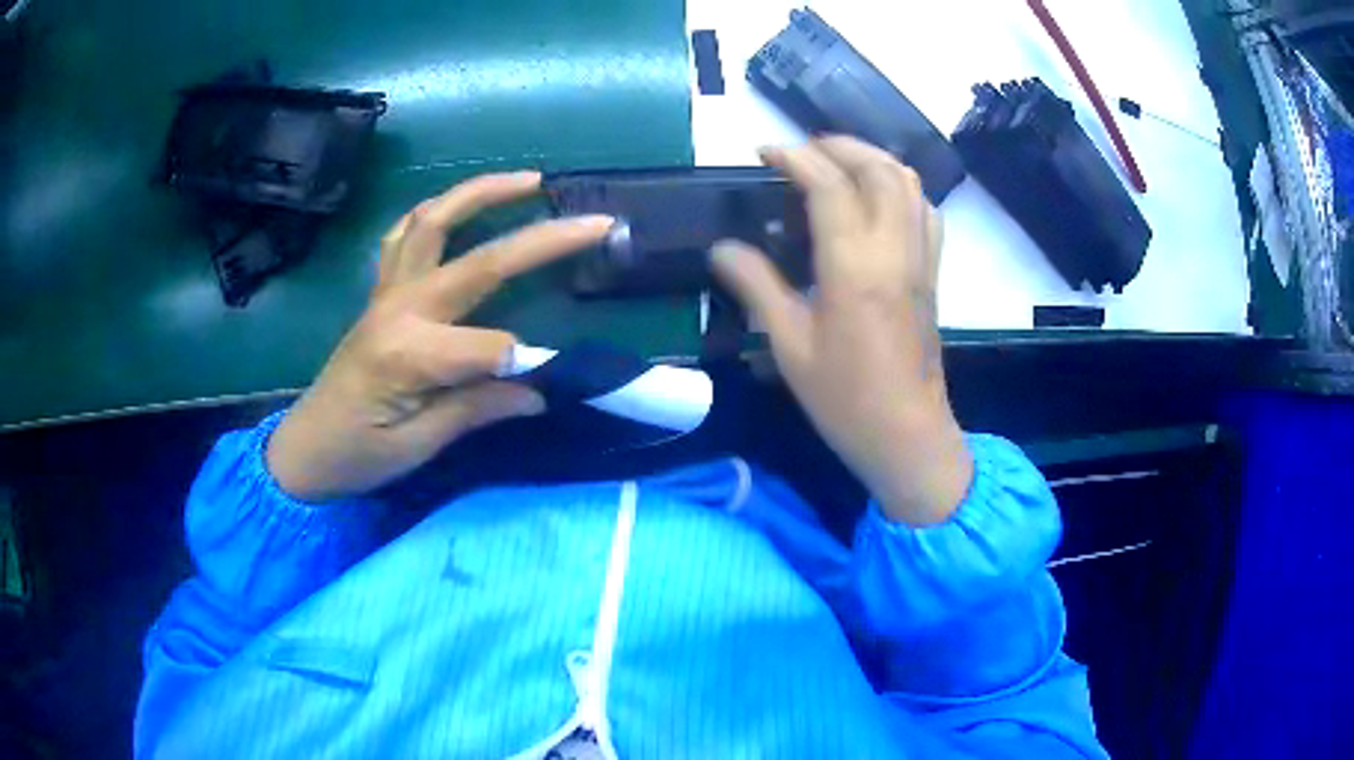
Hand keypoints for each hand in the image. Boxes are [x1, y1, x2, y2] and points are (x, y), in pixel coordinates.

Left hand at [266, 172, 611, 501]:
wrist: (303, 447)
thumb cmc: (355, 455)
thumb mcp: (416, 448)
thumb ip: (476, 410)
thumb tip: (540, 390)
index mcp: (408, 355)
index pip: (490, 346)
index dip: (525, 364)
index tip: (547, 386)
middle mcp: (399, 309)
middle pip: (479, 262)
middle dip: (541, 240)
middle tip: (593, 221)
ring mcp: (387, 293)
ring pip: (434, 222)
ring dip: (482, 194)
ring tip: (530, 180)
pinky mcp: (380, 291)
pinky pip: (404, 234)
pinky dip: (434, 211)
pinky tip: (458, 206)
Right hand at [712, 137, 972, 525]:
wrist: (906, 434)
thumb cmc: (844, 398)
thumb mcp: (789, 346)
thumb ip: (757, 287)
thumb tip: (722, 249)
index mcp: (854, 267)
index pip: (830, 185)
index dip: (795, 158)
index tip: (764, 153)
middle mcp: (895, 250)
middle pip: (879, 169)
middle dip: (839, 145)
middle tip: (801, 152)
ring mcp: (921, 259)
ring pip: (910, 182)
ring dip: (873, 159)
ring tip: (836, 163)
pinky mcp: (932, 273)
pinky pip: (926, 210)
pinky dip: (901, 187)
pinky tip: (876, 199)